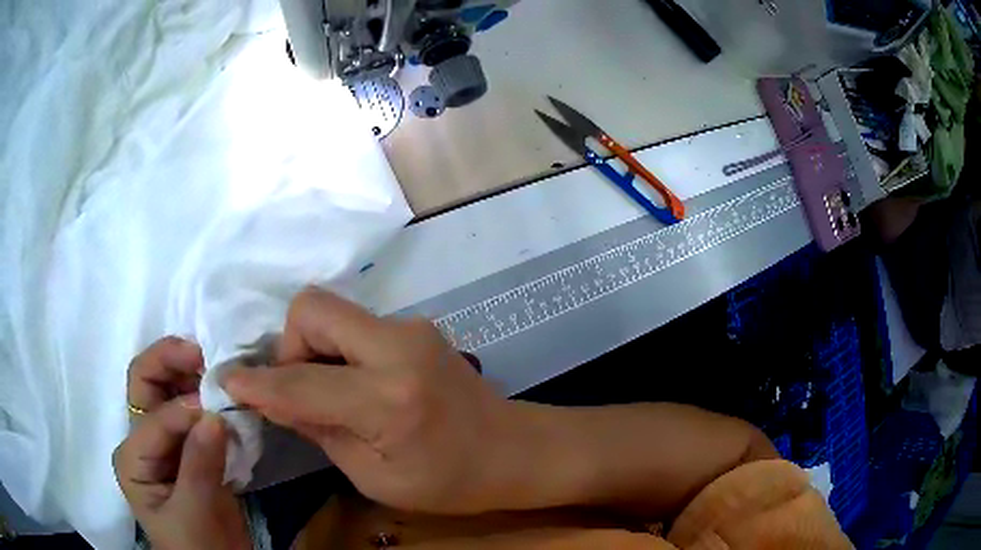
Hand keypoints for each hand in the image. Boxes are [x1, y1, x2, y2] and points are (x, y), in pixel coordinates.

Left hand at [114, 338, 250, 549]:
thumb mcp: (194, 514)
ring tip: (216, 369)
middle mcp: (142, 440)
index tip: (219, 409)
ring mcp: (165, 441)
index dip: (183, 410)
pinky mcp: (189, 447)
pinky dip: (208, 398)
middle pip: (145, 384)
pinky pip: (194, 412)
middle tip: (203, 351)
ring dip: (190, 374)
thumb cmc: (197, 547)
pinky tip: (225, 396)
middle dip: (170, 361)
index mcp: (132, 457)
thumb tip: (214, 414)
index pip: (153, 419)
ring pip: (168, 390)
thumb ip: (199, 465)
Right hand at [224, 288, 527, 514]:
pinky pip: (355, 324)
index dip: (257, 382)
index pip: (300, 382)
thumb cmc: (450, 481)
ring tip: (328, 393)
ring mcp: (411, 328)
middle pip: (312, 308)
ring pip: (333, 312)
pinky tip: (353, 384)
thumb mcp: (375, 477)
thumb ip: (319, 430)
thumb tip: (273, 399)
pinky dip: (337, 349)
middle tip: (297, 389)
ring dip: (313, 348)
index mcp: (388, 398)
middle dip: (288, 346)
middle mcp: (398, 346)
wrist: (515, 449)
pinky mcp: (416, 327)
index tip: (229, 381)